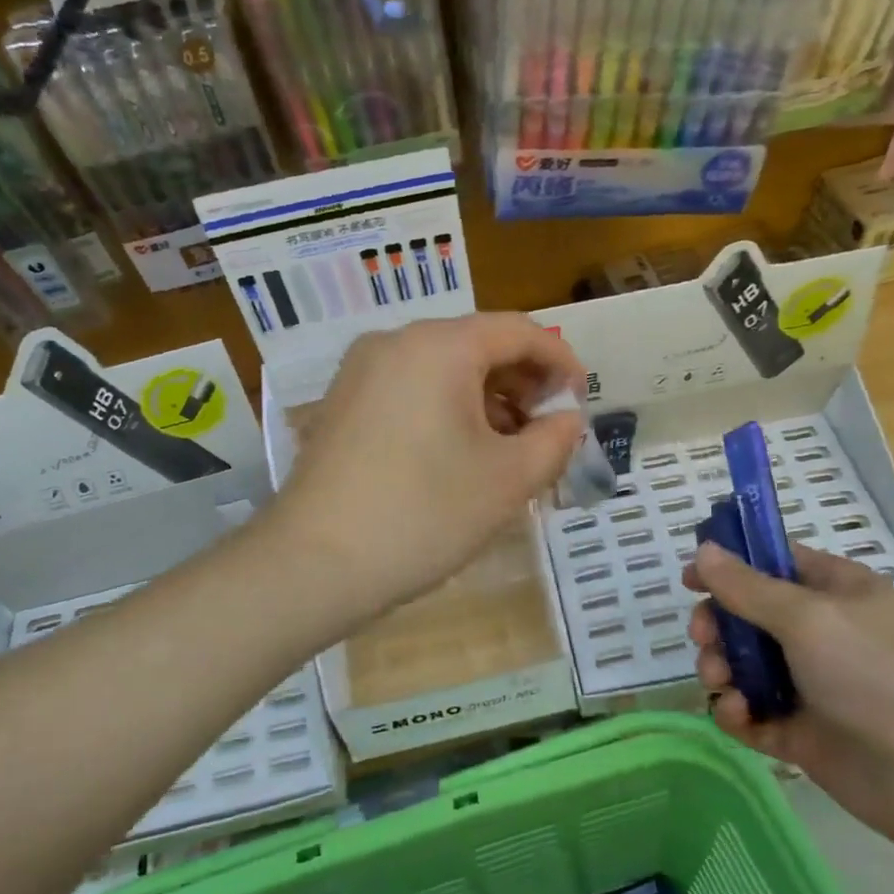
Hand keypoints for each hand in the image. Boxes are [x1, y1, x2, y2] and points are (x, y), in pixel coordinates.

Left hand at [274, 313, 587, 618]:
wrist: (313, 563)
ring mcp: (360, 371)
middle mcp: (395, 342)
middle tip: (546, 433)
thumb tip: (566, 419)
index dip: (561, 362)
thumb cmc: (423, 514)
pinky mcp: (342, 403)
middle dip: (522, 385)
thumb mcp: (508, 480)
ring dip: (486, 401)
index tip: (580, 403)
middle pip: (478, 345)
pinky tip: (458, 455)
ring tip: (507, 451)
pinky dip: (446, 410)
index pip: (519, 331)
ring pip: (443, 369)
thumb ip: (553, 440)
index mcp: (439, 346)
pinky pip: (410, 389)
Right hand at [686, 541, 893, 872]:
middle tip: (704, 638)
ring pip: (745, 667)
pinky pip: (754, 716)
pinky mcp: (804, 736)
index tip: (691, 579)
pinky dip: (737, 713)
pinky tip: (737, 715)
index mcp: (832, 592)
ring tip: (720, 682)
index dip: (729, 565)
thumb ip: (748, 587)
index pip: (772, 563)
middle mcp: (820, 635)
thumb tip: (705, 549)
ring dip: (720, 668)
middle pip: (748, 617)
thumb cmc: (881, 673)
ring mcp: (812, 687)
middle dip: (718, 625)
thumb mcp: (808, 616)